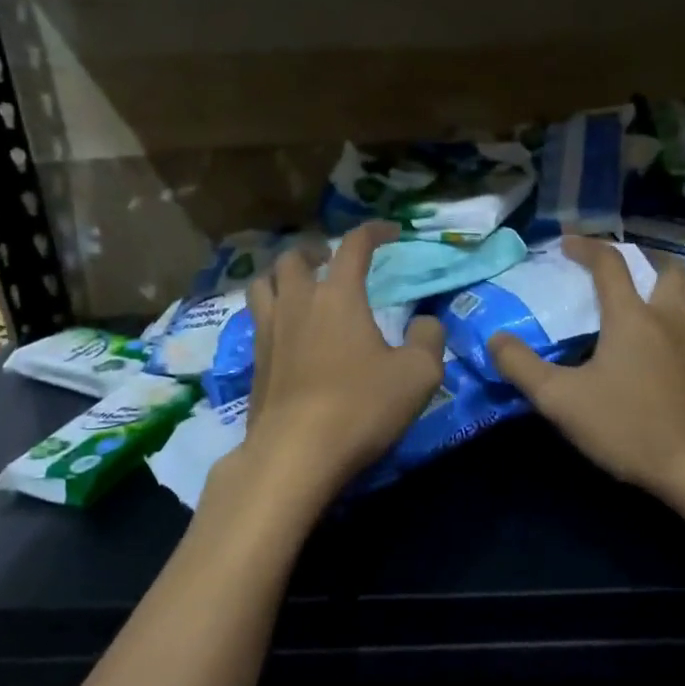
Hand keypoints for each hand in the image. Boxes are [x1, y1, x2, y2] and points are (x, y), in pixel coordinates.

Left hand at [221, 223, 445, 512]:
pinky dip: (272, 310)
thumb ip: (428, 339)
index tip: (389, 232)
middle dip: (315, 250)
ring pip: (263, 283)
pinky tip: (288, 330)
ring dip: (283, 275)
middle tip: (331, 259)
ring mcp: (269, 331)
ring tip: (299, 286)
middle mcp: (297, 303)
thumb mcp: (418, 374)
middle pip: (294, 257)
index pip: (353, 245)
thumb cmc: (360, 406)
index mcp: (337, 295)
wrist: (295, 454)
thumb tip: (426, 322)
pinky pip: (257, 319)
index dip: (373, 232)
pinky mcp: (255, 362)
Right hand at [490, 238, 684, 504]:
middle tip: (623, 270)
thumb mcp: (561, 401)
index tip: (567, 242)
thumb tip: (495, 339)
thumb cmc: (629, 427)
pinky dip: (683, 328)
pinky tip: (670, 353)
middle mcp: (670, 319)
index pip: (609, 263)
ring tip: (650, 305)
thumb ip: (522, 367)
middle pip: (668, 269)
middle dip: (645, 259)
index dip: (586, 246)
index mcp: (632, 317)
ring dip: (671, 291)